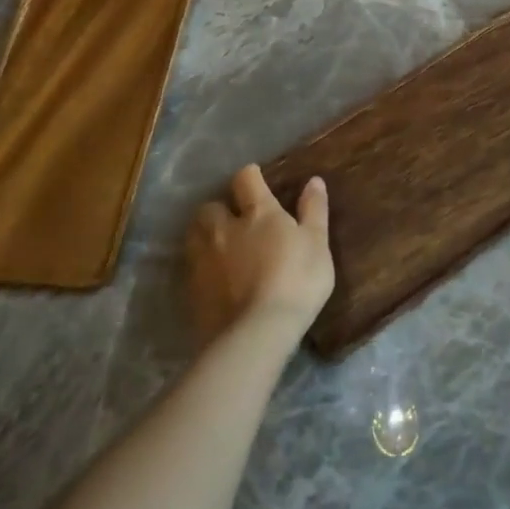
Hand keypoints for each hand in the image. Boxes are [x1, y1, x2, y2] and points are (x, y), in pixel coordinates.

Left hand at [187, 166, 333, 345]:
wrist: (257, 332)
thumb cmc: (297, 281)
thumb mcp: (317, 244)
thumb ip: (314, 211)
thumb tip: (314, 180)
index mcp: (258, 213)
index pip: (246, 180)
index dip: (250, 176)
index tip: (255, 178)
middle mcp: (225, 229)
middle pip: (210, 207)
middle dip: (219, 208)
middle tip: (233, 218)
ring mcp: (204, 260)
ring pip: (194, 235)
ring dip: (204, 234)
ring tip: (218, 245)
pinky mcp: (193, 290)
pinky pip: (192, 268)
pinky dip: (202, 267)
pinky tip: (214, 278)